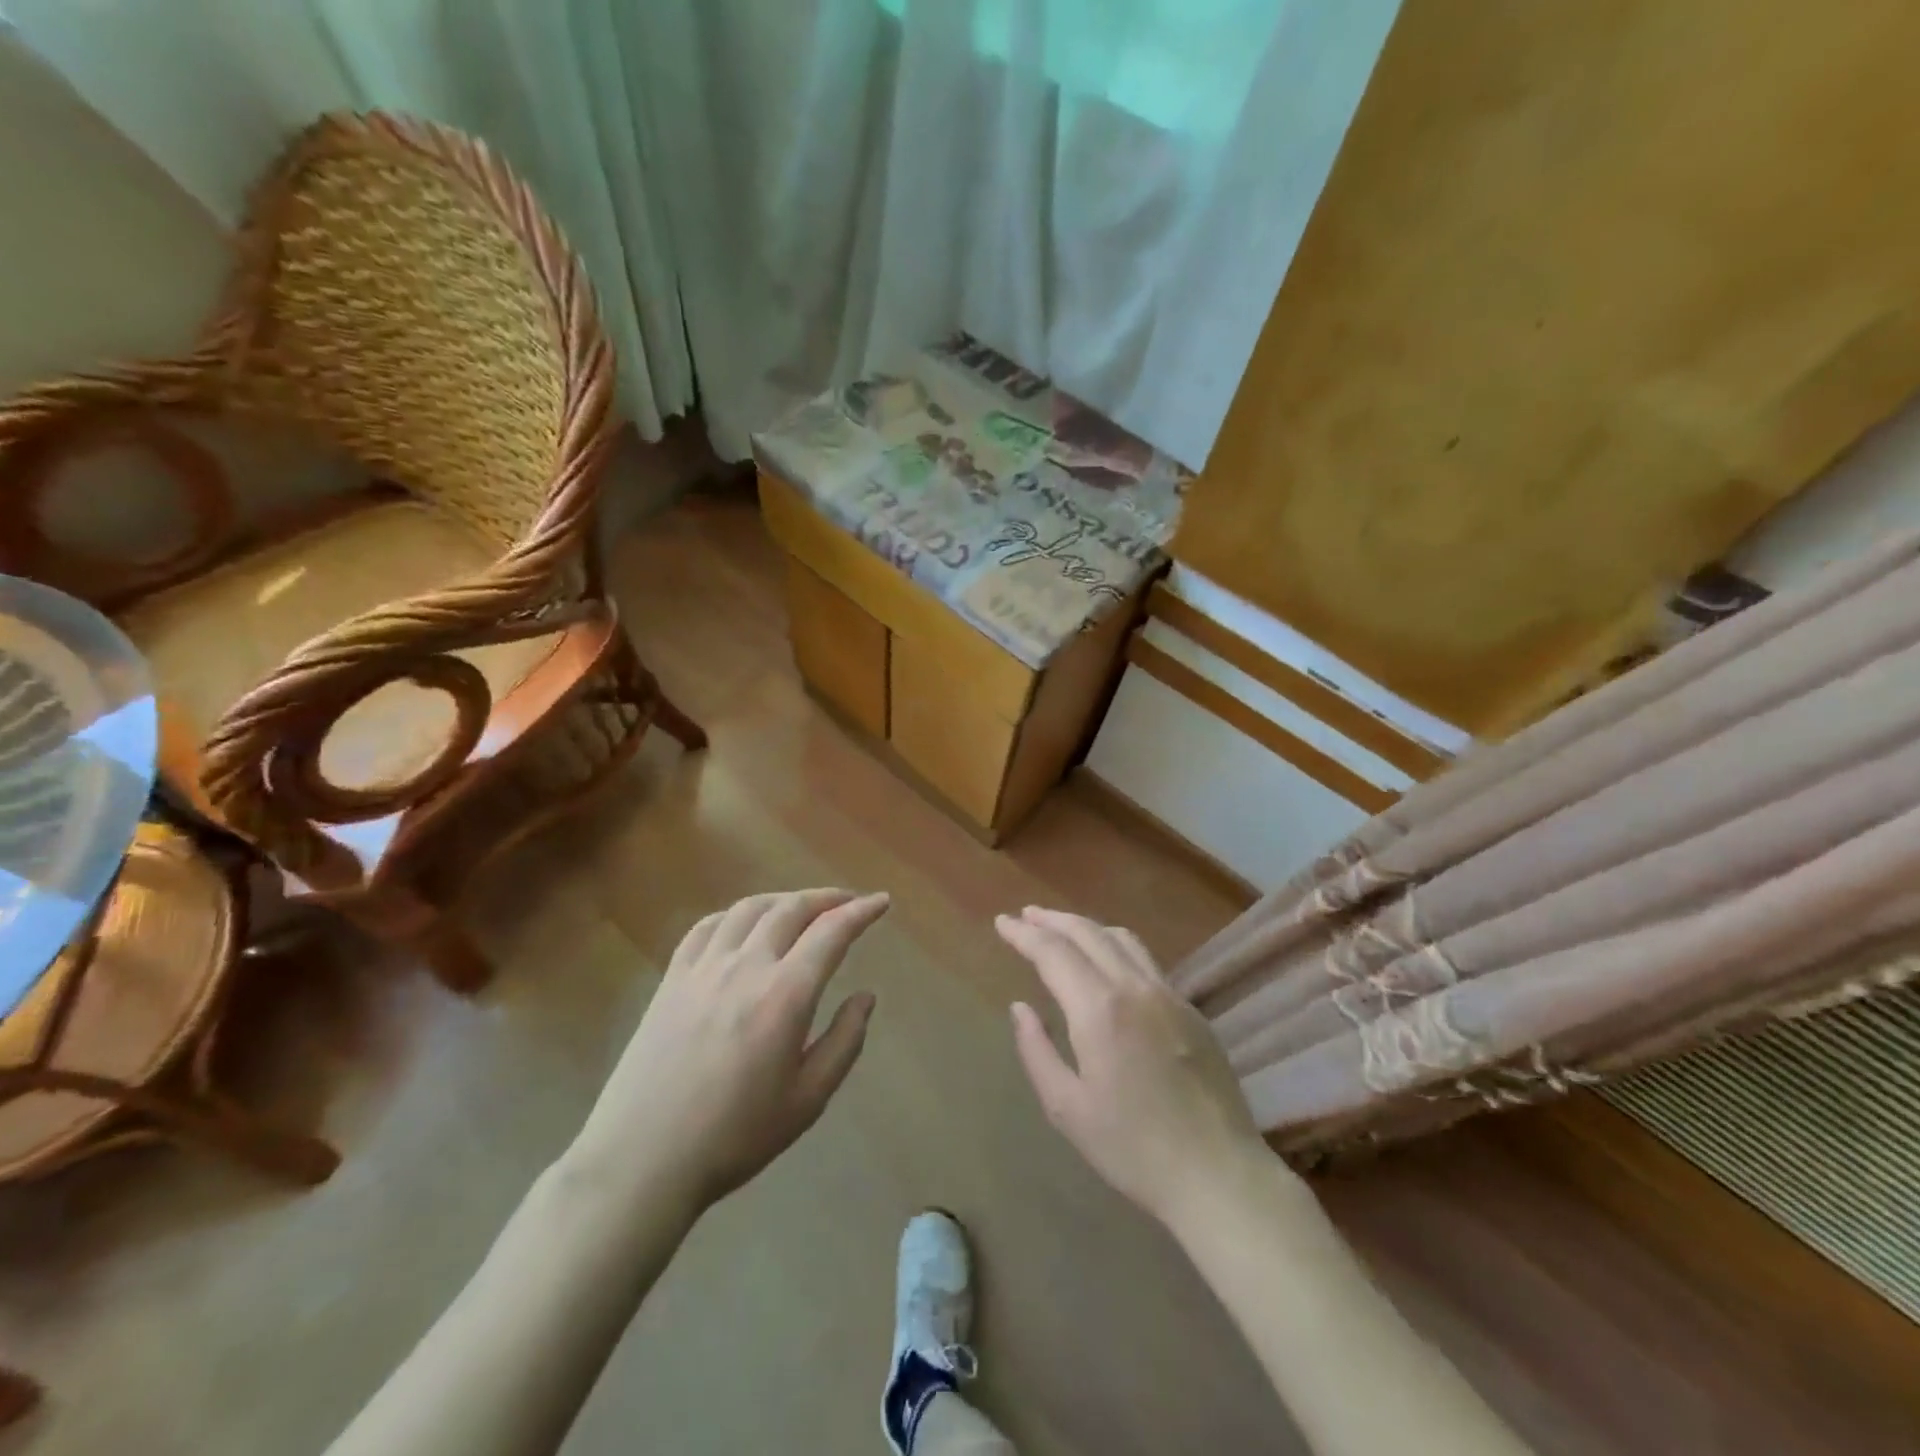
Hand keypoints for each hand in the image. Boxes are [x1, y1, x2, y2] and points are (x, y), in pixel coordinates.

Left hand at [574, 889, 889, 1211]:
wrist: (642, 1159)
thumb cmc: (734, 1136)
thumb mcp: (807, 1100)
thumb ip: (844, 1042)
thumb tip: (866, 997)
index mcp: (785, 995)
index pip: (832, 932)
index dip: (861, 911)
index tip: (881, 901)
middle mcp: (746, 966)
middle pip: (791, 908)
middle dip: (827, 898)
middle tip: (848, 903)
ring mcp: (704, 967)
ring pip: (749, 908)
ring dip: (783, 899)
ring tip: (801, 909)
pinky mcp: (672, 978)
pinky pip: (707, 926)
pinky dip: (736, 914)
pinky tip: (743, 926)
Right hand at [997, 907, 1276, 1234]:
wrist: (1218, 1174)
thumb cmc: (1133, 1148)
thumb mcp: (1067, 1108)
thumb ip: (1037, 1050)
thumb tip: (1020, 1008)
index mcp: (1099, 1009)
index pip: (1053, 952)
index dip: (1024, 933)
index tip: (1001, 921)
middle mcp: (1134, 987)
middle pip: (1087, 933)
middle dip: (1052, 920)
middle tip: (1025, 915)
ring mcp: (1168, 994)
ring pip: (1121, 939)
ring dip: (1085, 927)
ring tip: (1061, 929)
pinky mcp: (1191, 1010)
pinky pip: (1145, 960)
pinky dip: (1115, 946)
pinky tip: (1107, 962)